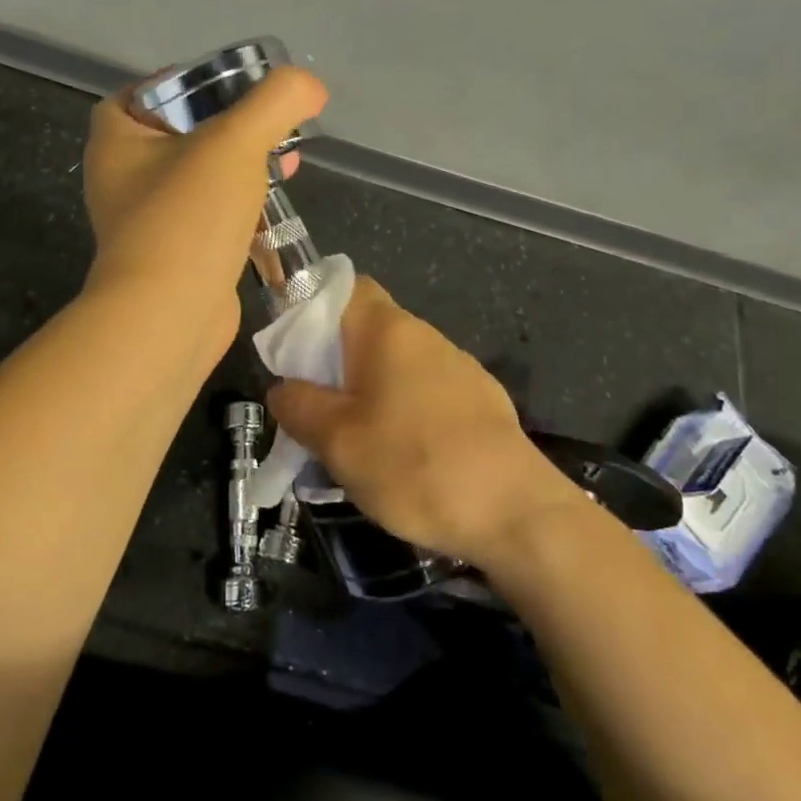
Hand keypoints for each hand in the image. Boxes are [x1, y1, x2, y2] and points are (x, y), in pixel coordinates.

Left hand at [81, 64, 327, 349]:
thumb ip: (276, 102)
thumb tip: (309, 85)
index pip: (144, 92)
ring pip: (197, 178)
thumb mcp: (236, 141)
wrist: (169, 318)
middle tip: (270, 123)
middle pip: (179, 134)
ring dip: (239, 167)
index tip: (229, 85)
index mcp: (116, 140)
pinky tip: (274, 207)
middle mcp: (121, 179)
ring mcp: (146, 222)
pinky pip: (207, 218)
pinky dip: (238, 208)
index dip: (184, 82)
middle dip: (228, 126)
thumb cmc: (188, 217)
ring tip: (285, 161)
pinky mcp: (172, 257)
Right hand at [267, 277, 583, 565]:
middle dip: (332, 364)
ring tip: (352, 443)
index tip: (293, 354)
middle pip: (365, 331)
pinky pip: (424, 393)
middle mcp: (424, 336)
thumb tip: (282, 388)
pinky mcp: (480, 402)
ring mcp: (458, 368)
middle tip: (313, 411)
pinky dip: (401, 412)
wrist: (518, 514)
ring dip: (366, 393)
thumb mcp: (337, 442)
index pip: (343, 287)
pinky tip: (401, 459)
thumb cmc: (415, 466)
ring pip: (394, 366)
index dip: (311, 309)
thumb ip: (298, 406)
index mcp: (387, 330)